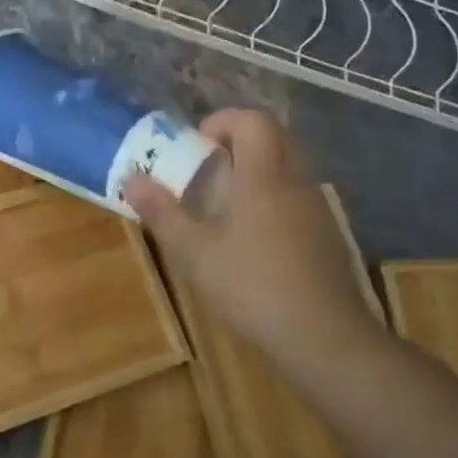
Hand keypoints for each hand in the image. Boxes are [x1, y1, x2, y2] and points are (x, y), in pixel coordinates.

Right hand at [125, 109, 388, 373]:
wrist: (324, 336)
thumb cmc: (252, 286)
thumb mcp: (194, 252)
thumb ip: (162, 212)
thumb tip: (132, 179)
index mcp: (264, 176)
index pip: (252, 121)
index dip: (222, 121)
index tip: (196, 145)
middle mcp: (295, 182)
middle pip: (273, 138)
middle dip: (237, 145)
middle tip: (205, 172)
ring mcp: (316, 209)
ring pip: (286, 169)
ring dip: (254, 173)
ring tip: (221, 208)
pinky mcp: (326, 235)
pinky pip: (295, 198)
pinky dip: (270, 200)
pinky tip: (251, 241)